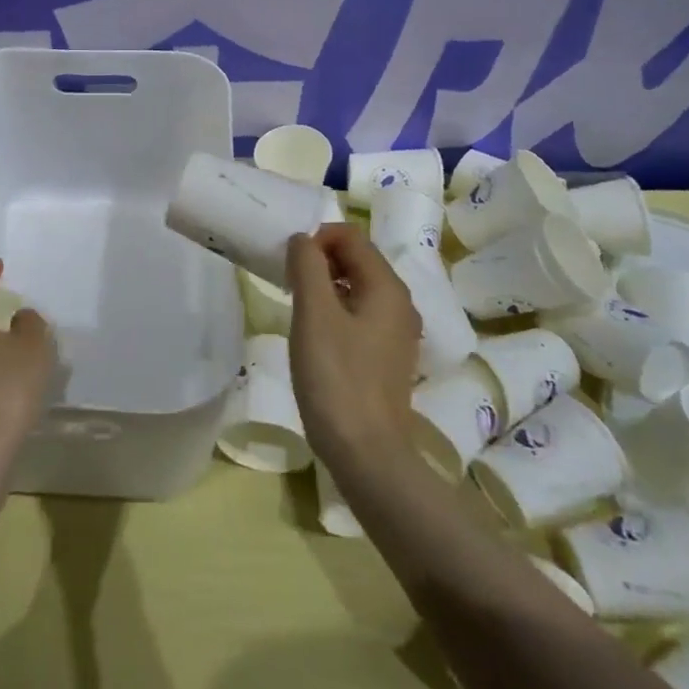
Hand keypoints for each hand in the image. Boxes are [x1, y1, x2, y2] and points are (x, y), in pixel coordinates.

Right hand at [285, 224, 420, 464]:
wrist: (366, 453)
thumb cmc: (336, 377)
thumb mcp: (314, 314)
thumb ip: (308, 266)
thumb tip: (303, 239)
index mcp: (387, 287)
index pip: (352, 236)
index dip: (317, 238)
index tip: (290, 263)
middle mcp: (400, 304)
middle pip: (358, 259)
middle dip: (321, 260)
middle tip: (289, 282)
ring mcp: (397, 333)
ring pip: (358, 287)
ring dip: (326, 285)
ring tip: (297, 306)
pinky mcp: (387, 357)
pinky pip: (361, 314)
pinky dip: (336, 310)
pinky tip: (315, 334)